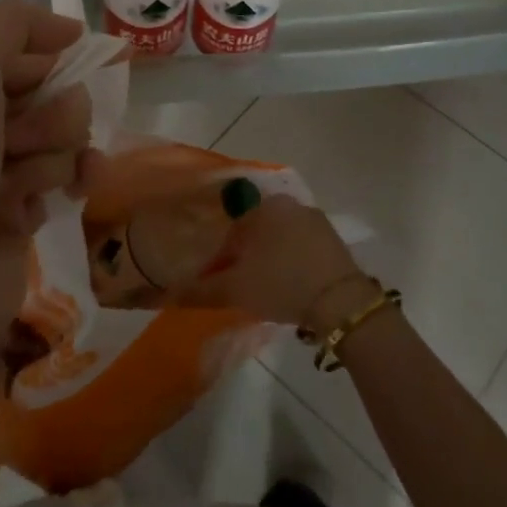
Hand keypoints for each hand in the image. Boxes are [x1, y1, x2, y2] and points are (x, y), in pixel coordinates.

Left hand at [0, 0, 92, 466]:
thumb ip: (5, 29)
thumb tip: (64, 32)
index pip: (18, 47)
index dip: (48, 53)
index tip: (71, 64)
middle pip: (48, 93)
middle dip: (52, 114)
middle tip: (24, 146)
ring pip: (62, 138)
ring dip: (59, 155)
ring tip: (30, 189)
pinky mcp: (18, 219)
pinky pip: (65, 180)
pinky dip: (71, 185)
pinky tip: (69, 201)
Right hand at [171, 194, 372, 330]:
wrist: (341, 302)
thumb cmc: (281, 284)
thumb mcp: (235, 289)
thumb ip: (199, 290)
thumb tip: (165, 296)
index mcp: (264, 207)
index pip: (233, 219)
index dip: (223, 245)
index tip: (219, 268)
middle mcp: (289, 204)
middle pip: (258, 224)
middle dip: (247, 248)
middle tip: (239, 277)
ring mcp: (314, 219)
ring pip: (281, 233)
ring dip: (270, 253)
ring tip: (263, 283)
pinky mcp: (333, 238)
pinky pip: (302, 243)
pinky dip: (293, 258)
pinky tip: (290, 282)